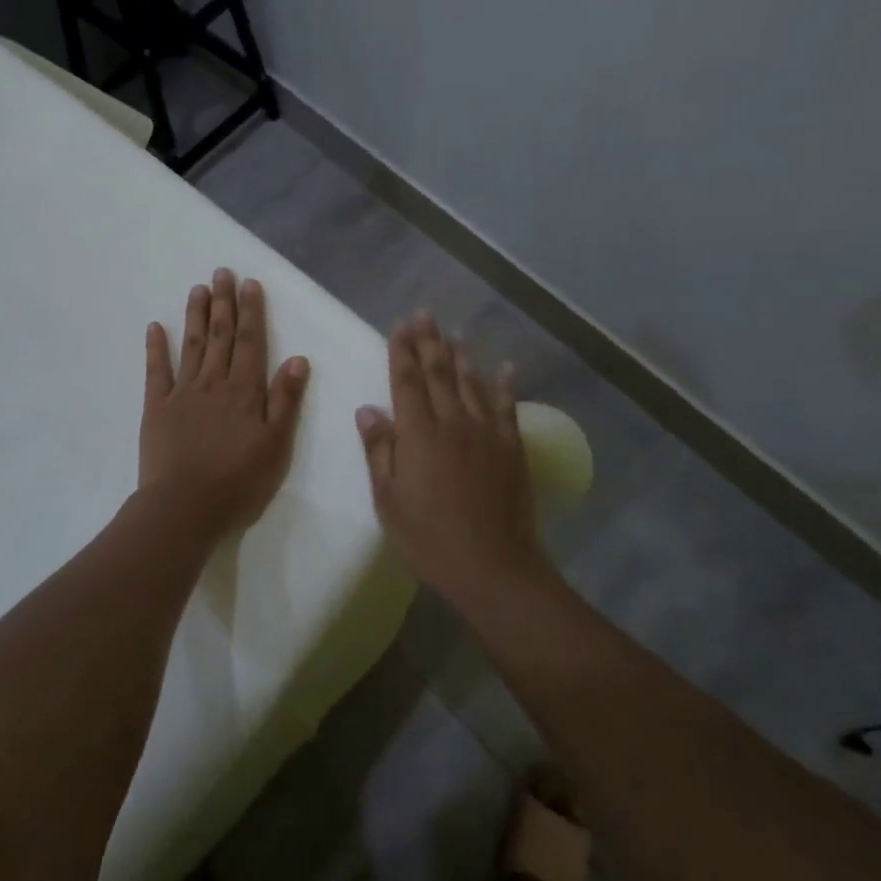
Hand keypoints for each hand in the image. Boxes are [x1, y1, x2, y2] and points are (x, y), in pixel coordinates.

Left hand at [140, 269, 309, 540]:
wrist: (184, 508)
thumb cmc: (238, 482)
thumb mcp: (276, 446)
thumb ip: (286, 401)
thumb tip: (299, 359)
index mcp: (245, 391)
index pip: (251, 342)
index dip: (251, 312)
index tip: (249, 283)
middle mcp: (214, 383)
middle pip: (220, 335)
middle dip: (224, 302)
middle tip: (222, 272)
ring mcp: (183, 392)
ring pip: (192, 345)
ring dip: (196, 315)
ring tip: (198, 288)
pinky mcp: (157, 407)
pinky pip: (157, 371)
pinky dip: (156, 347)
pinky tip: (155, 326)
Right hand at [356, 312, 542, 604]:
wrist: (493, 566)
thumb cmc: (429, 538)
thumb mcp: (389, 501)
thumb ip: (379, 451)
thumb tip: (368, 410)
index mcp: (419, 433)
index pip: (406, 381)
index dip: (401, 351)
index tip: (398, 326)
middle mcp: (453, 422)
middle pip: (439, 372)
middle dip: (429, 341)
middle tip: (424, 314)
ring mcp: (487, 432)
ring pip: (472, 382)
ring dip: (461, 355)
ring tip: (454, 333)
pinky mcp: (511, 446)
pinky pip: (507, 406)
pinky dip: (505, 384)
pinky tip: (506, 367)